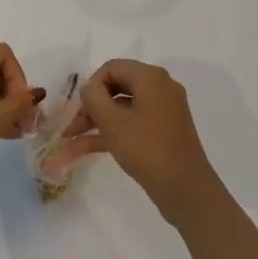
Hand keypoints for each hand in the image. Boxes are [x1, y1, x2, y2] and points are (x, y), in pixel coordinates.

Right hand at [71, 59, 222, 226]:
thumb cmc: (147, 149)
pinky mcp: (164, 131)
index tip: (79, 109)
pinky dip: (112, 132)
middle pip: (116, 86)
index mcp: (151, 77)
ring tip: (71, 141)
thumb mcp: (112, 122)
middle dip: (91, 106)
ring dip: (97, 121)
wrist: (186, 190)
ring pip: (122, 108)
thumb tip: (88, 87)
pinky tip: (85, 149)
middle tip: (72, 126)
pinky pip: (132, 123)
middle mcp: (160, 87)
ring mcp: (163, 110)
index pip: (112, 68)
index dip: (91, 86)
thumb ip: (93, 97)